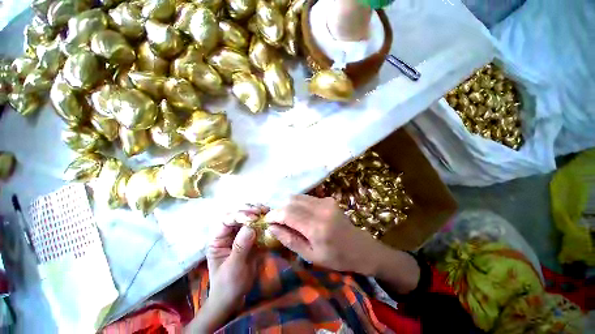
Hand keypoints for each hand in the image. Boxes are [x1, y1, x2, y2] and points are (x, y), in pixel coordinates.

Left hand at [186, 205, 267, 332]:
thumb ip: (240, 247)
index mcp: (218, 239)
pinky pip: (256, 225)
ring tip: (266, 211)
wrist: (235, 297)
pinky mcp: (250, 237)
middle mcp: (228, 233)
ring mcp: (240, 234)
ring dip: (257, 212)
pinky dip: (263, 219)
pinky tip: (269, 217)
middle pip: (237, 214)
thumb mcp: (233, 268)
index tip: (253, 218)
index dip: (239, 215)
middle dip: (249, 210)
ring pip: (247, 216)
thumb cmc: (228, 285)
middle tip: (261, 211)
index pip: (226, 220)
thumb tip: (250, 228)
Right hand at [265, 195, 383, 274]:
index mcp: (317, 227)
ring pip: (298, 197)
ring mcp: (326, 201)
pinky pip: (307, 198)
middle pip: (291, 201)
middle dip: (279, 209)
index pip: (287, 213)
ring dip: (288, 205)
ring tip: (286, 217)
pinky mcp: (328, 199)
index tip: (266, 220)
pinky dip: (298, 204)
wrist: (359, 247)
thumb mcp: (310, 255)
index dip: (274, 215)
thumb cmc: (335, 257)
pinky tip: (300, 214)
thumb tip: (272, 227)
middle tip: (276, 220)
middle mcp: (321, 209)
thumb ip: (289, 240)